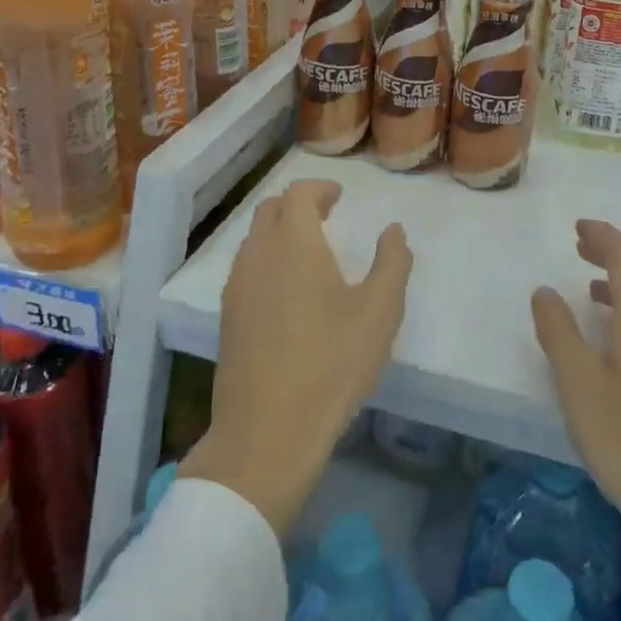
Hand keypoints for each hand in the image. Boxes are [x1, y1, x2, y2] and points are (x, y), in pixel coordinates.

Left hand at [181, 180, 411, 537]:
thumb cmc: (331, 364)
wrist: (267, 432)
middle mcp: (258, 255)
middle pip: (270, 209)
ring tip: (309, 250)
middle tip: (326, 216)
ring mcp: (236, 287)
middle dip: (298, 204)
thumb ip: (392, 262)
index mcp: (294, 244)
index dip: (319, 188)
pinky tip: (286, 289)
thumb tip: (393, 230)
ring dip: (279, 231)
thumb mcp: (379, 313)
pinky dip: (266, 258)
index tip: (339, 196)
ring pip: (254, 239)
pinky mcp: (227, 317)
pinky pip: (246, 267)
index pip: (298, 194)